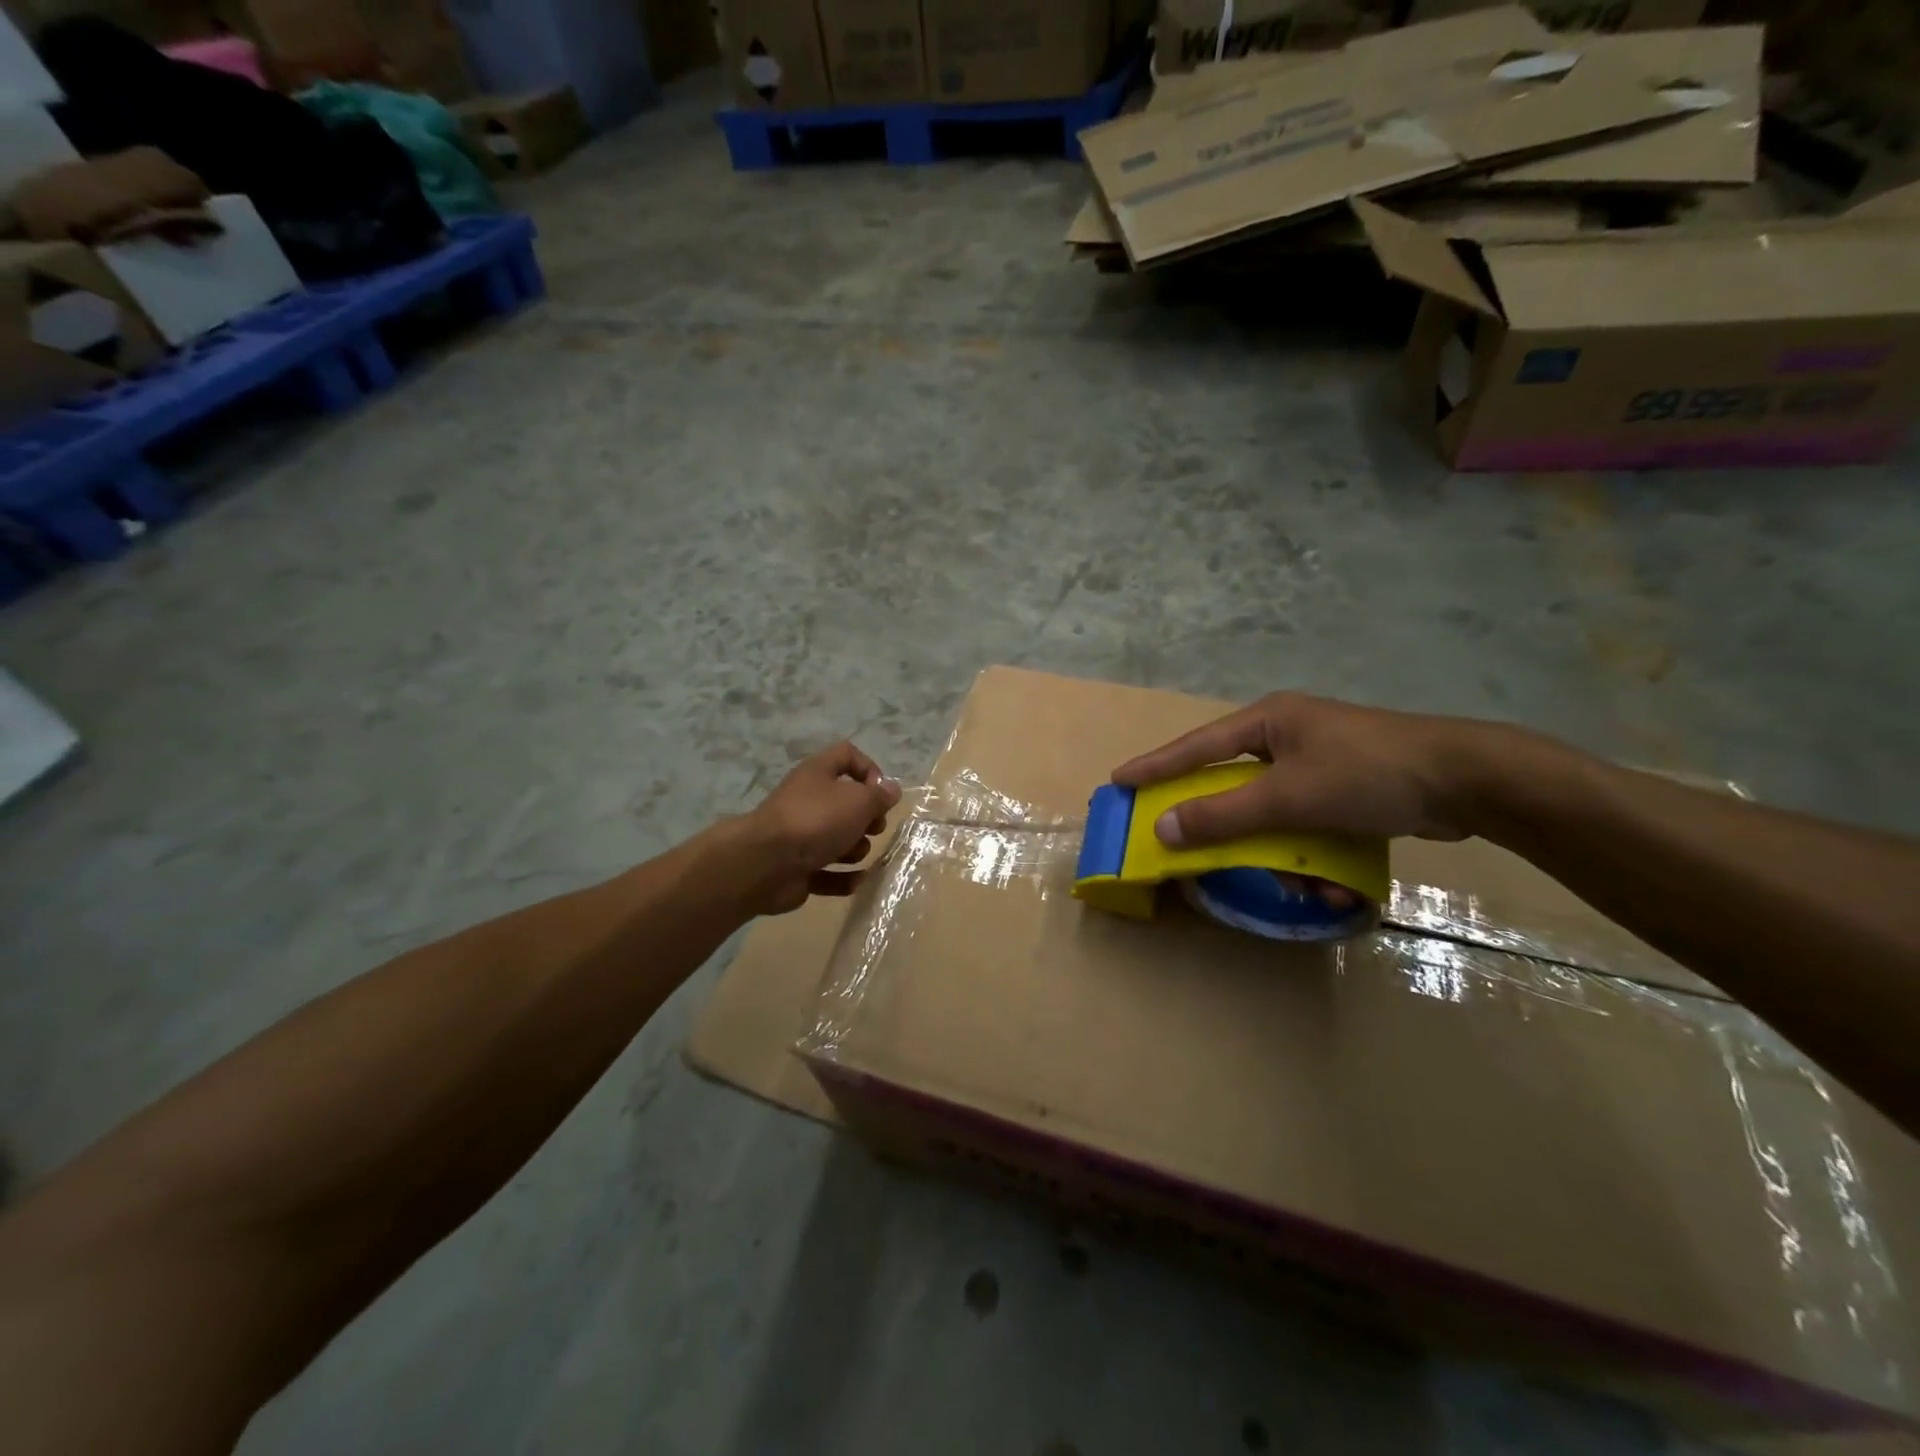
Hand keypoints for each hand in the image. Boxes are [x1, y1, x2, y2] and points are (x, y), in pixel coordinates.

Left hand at [737, 742, 901, 914]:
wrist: (766, 864)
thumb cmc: (817, 820)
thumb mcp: (858, 801)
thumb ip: (880, 796)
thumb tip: (892, 790)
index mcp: (818, 774)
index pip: (847, 755)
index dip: (869, 769)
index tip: (881, 793)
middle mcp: (808, 800)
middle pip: (846, 803)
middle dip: (867, 818)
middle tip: (874, 828)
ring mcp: (801, 836)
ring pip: (838, 840)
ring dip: (855, 850)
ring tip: (853, 854)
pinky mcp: (798, 869)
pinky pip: (828, 872)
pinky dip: (843, 878)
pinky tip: (855, 881)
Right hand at [1112, 693, 1497, 846]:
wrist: (1468, 781)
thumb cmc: (1366, 774)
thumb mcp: (1288, 796)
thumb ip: (1223, 814)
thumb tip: (1163, 828)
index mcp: (1269, 722)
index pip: (1197, 745)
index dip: (1156, 766)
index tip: (1119, 780)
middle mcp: (1289, 735)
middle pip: (1235, 782)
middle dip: (1228, 824)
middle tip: (1195, 845)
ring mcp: (1320, 760)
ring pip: (1275, 810)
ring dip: (1280, 851)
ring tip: (1299, 883)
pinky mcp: (1348, 787)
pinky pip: (1308, 822)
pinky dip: (1313, 852)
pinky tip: (1333, 881)